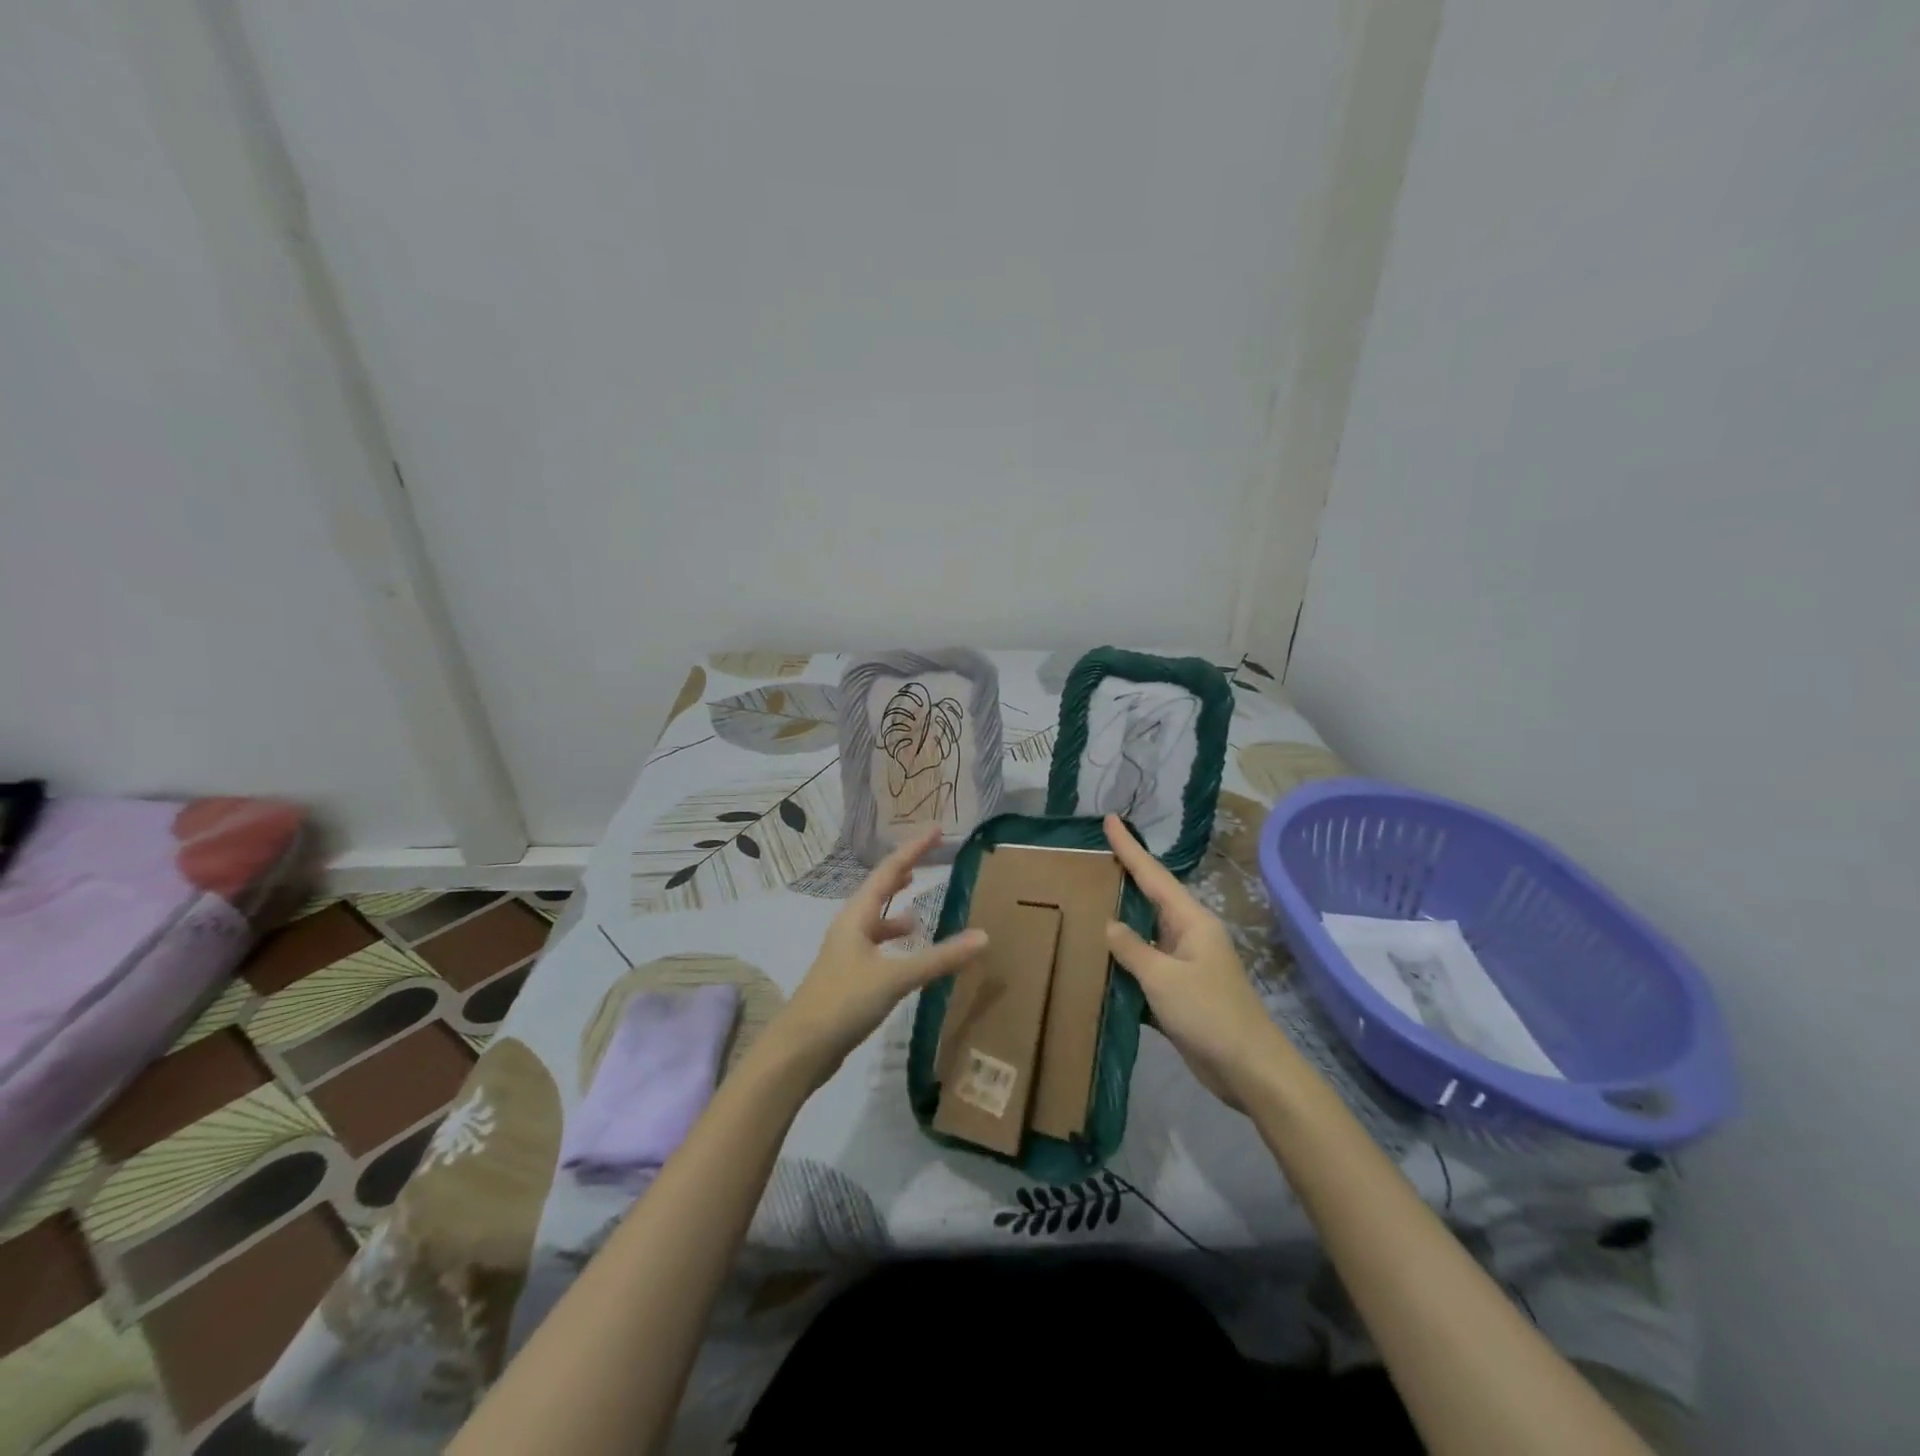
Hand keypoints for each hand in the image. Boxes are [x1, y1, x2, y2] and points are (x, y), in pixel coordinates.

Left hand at [766, 827, 988, 1084]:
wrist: (800, 1048)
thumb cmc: (844, 1001)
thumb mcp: (895, 977)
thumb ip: (939, 958)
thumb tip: (983, 936)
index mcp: (857, 916)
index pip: (888, 871)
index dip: (913, 849)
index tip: (935, 830)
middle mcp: (850, 927)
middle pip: (878, 890)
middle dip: (903, 873)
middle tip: (927, 858)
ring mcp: (847, 953)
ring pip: (875, 920)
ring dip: (896, 910)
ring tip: (919, 908)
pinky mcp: (848, 977)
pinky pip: (876, 946)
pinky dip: (893, 942)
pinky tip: (906, 955)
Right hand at [1103, 814, 1294, 1105]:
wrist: (1248, 1068)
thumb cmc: (1208, 1013)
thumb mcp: (1163, 977)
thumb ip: (1132, 948)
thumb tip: (1110, 924)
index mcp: (1191, 921)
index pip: (1153, 875)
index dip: (1129, 847)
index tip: (1110, 819)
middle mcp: (1189, 934)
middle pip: (1150, 897)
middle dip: (1125, 876)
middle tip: (1093, 855)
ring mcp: (1185, 963)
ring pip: (1145, 931)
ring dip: (1121, 918)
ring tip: (1088, 899)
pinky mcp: (1180, 990)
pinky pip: (1145, 963)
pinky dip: (1124, 958)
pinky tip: (1100, 957)